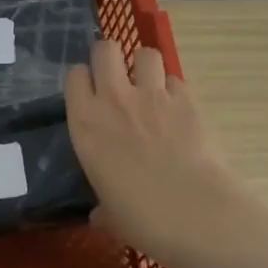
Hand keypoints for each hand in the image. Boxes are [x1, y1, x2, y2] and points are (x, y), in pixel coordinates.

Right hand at [64, 40, 241, 266]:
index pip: (74, 77)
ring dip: (146, 66)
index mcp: (85, 123)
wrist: (193, 212)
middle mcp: (114, 99)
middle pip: (106, 49)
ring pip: (146, 54)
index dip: (83, 80)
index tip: (89, 92)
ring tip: (150, 86)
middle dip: (110, 56)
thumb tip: (100, 215)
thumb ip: (102, 207)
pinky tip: (179, 110)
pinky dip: (176, 91)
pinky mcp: (188, 100)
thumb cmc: (139, 218)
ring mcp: (153, 95)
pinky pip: (177, 80)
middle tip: (116, 75)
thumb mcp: (109, 214)